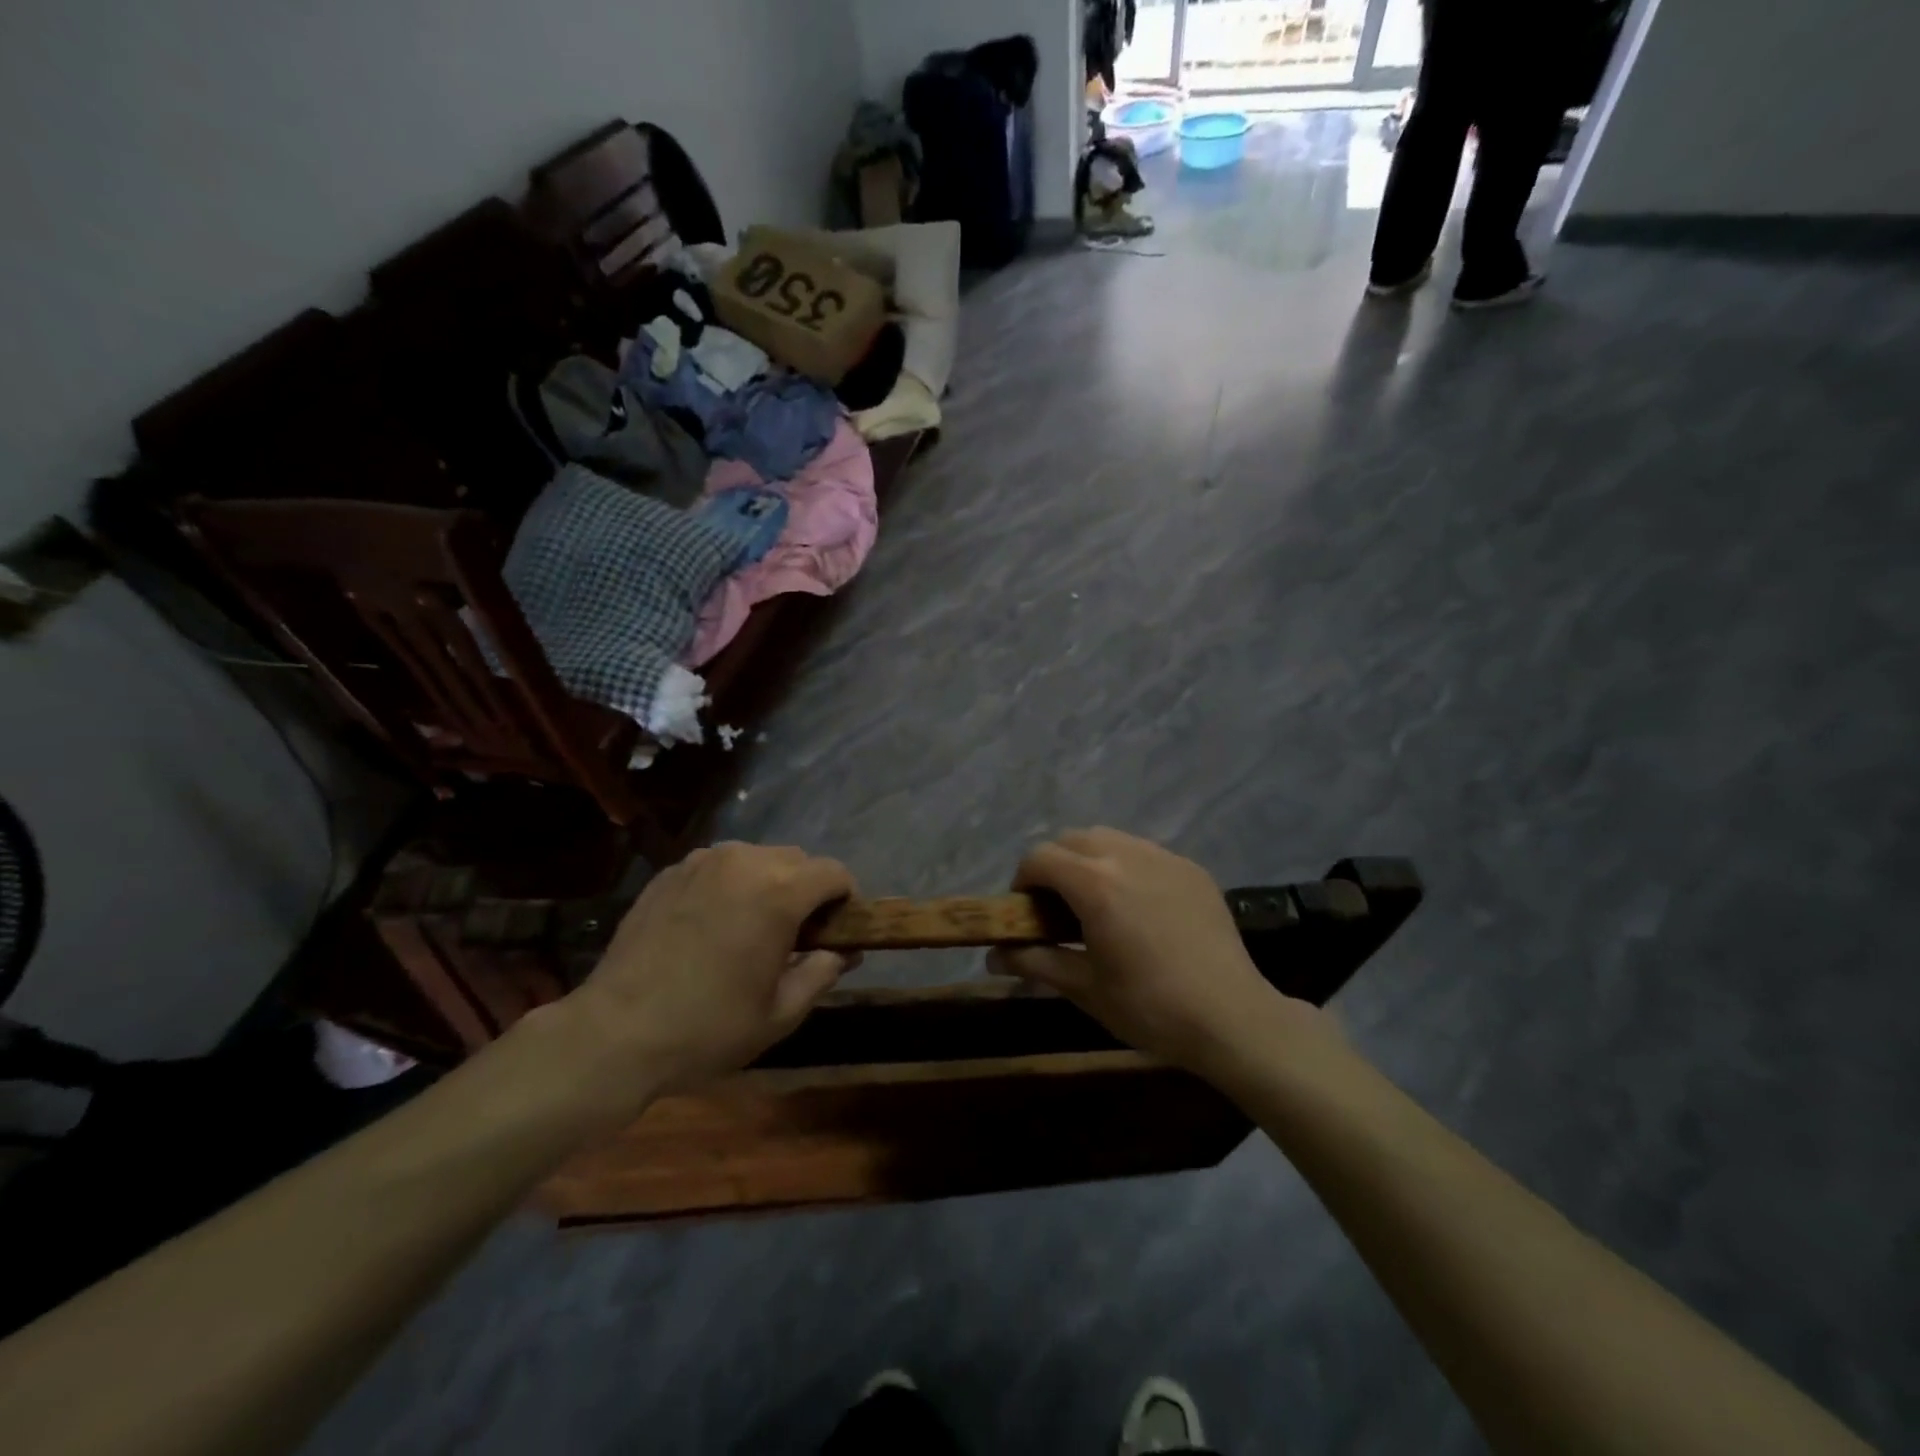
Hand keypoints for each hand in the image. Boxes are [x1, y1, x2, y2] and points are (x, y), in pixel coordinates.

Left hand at [567, 842, 855, 1094]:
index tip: (836, 931)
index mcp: (778, 891)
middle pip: (797, 860)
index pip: (834, 872)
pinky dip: (730, 885)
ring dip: (768, 883)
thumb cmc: (708, 1028)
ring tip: (750, 927)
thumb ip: (822, 972)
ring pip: (756, 858)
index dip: (845, 899)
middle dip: (807, 890)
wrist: (615, 1033)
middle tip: (795, 935)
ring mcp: (702, 862)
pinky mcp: (670, 872)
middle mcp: (743, 862)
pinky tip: (712, 924)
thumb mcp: (780, 1013)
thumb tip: (842, 952)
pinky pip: (719, 867)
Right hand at [991, 828, 1324, 1072]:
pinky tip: (1139, 906)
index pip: (1040, 857)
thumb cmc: (1150, 1007)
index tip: (1025, 910)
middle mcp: (1127, 856)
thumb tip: (993, 957)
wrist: (1232, 1017)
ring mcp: (1164, 858)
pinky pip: (1146, 852)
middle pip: (1073, 839)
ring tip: (1098, 901)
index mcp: (1095, 884)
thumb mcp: (1085, 988)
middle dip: (1055, 864)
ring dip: (1090, 859)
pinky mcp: (1192, 869)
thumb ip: (1036, 962)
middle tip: (1057, 906)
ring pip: (1111, 838)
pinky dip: (1127, 866)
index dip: (1022, 879)